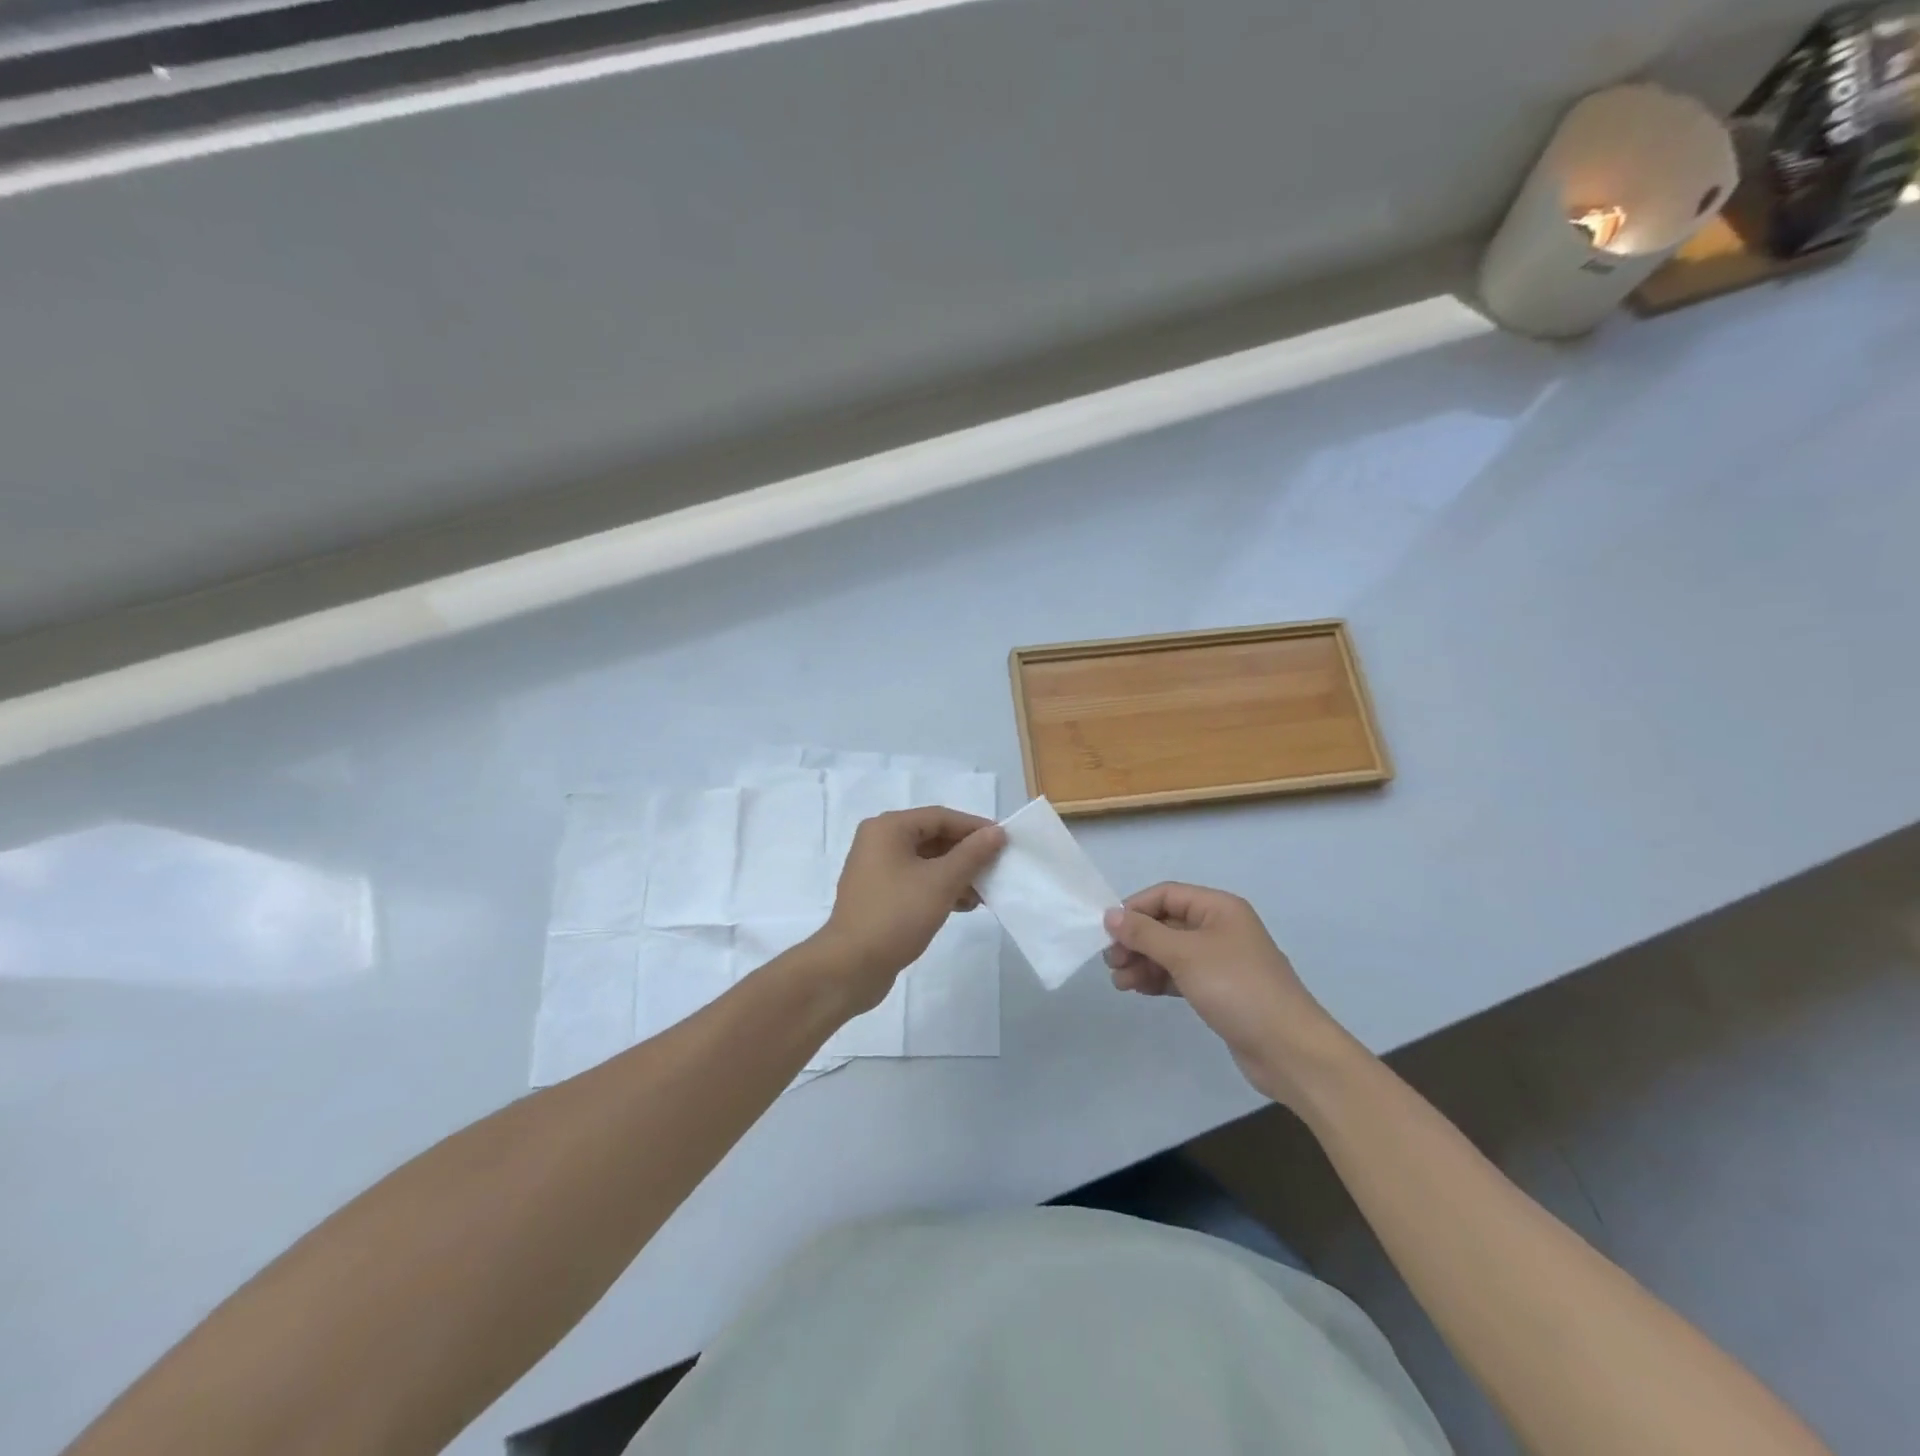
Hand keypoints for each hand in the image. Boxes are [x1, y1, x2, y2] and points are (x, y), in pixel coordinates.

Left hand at [817, 807, 1005, 1012]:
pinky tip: (963, 905)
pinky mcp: (879, 895)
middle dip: (966, 854)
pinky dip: (940, 888)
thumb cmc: (897, 915)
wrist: (850, 966)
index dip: (974, 827)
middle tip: (997, 868)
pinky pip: (916, 881)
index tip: (1004, 841)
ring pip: (926, 862)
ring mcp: (876, 870)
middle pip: (933, 837)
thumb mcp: (941, 882)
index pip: (940, 817)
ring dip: (956, 874)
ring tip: (984, 893)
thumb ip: (972, 854)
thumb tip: (996, 832)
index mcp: (888, 828)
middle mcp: (879, 842)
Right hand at [1104, 883, 1355, 1107]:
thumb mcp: (1185, 955)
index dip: (1134, 909)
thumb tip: (1110, 914)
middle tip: (1112, 962)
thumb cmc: (1237, 988)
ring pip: (1170, 951)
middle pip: (1166, 923)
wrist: (1288, 1049)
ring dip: (1143, 962)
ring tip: (1120, 982)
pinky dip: (1158, 979)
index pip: (1166, 895)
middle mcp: (1220, 927)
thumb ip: (1144, 933)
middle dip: (1136, 940)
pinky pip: (1180, 975)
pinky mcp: (1219, 990)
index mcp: (1219, 908)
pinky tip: (1139, 989)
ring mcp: (1220, 960)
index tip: (1108, 932)